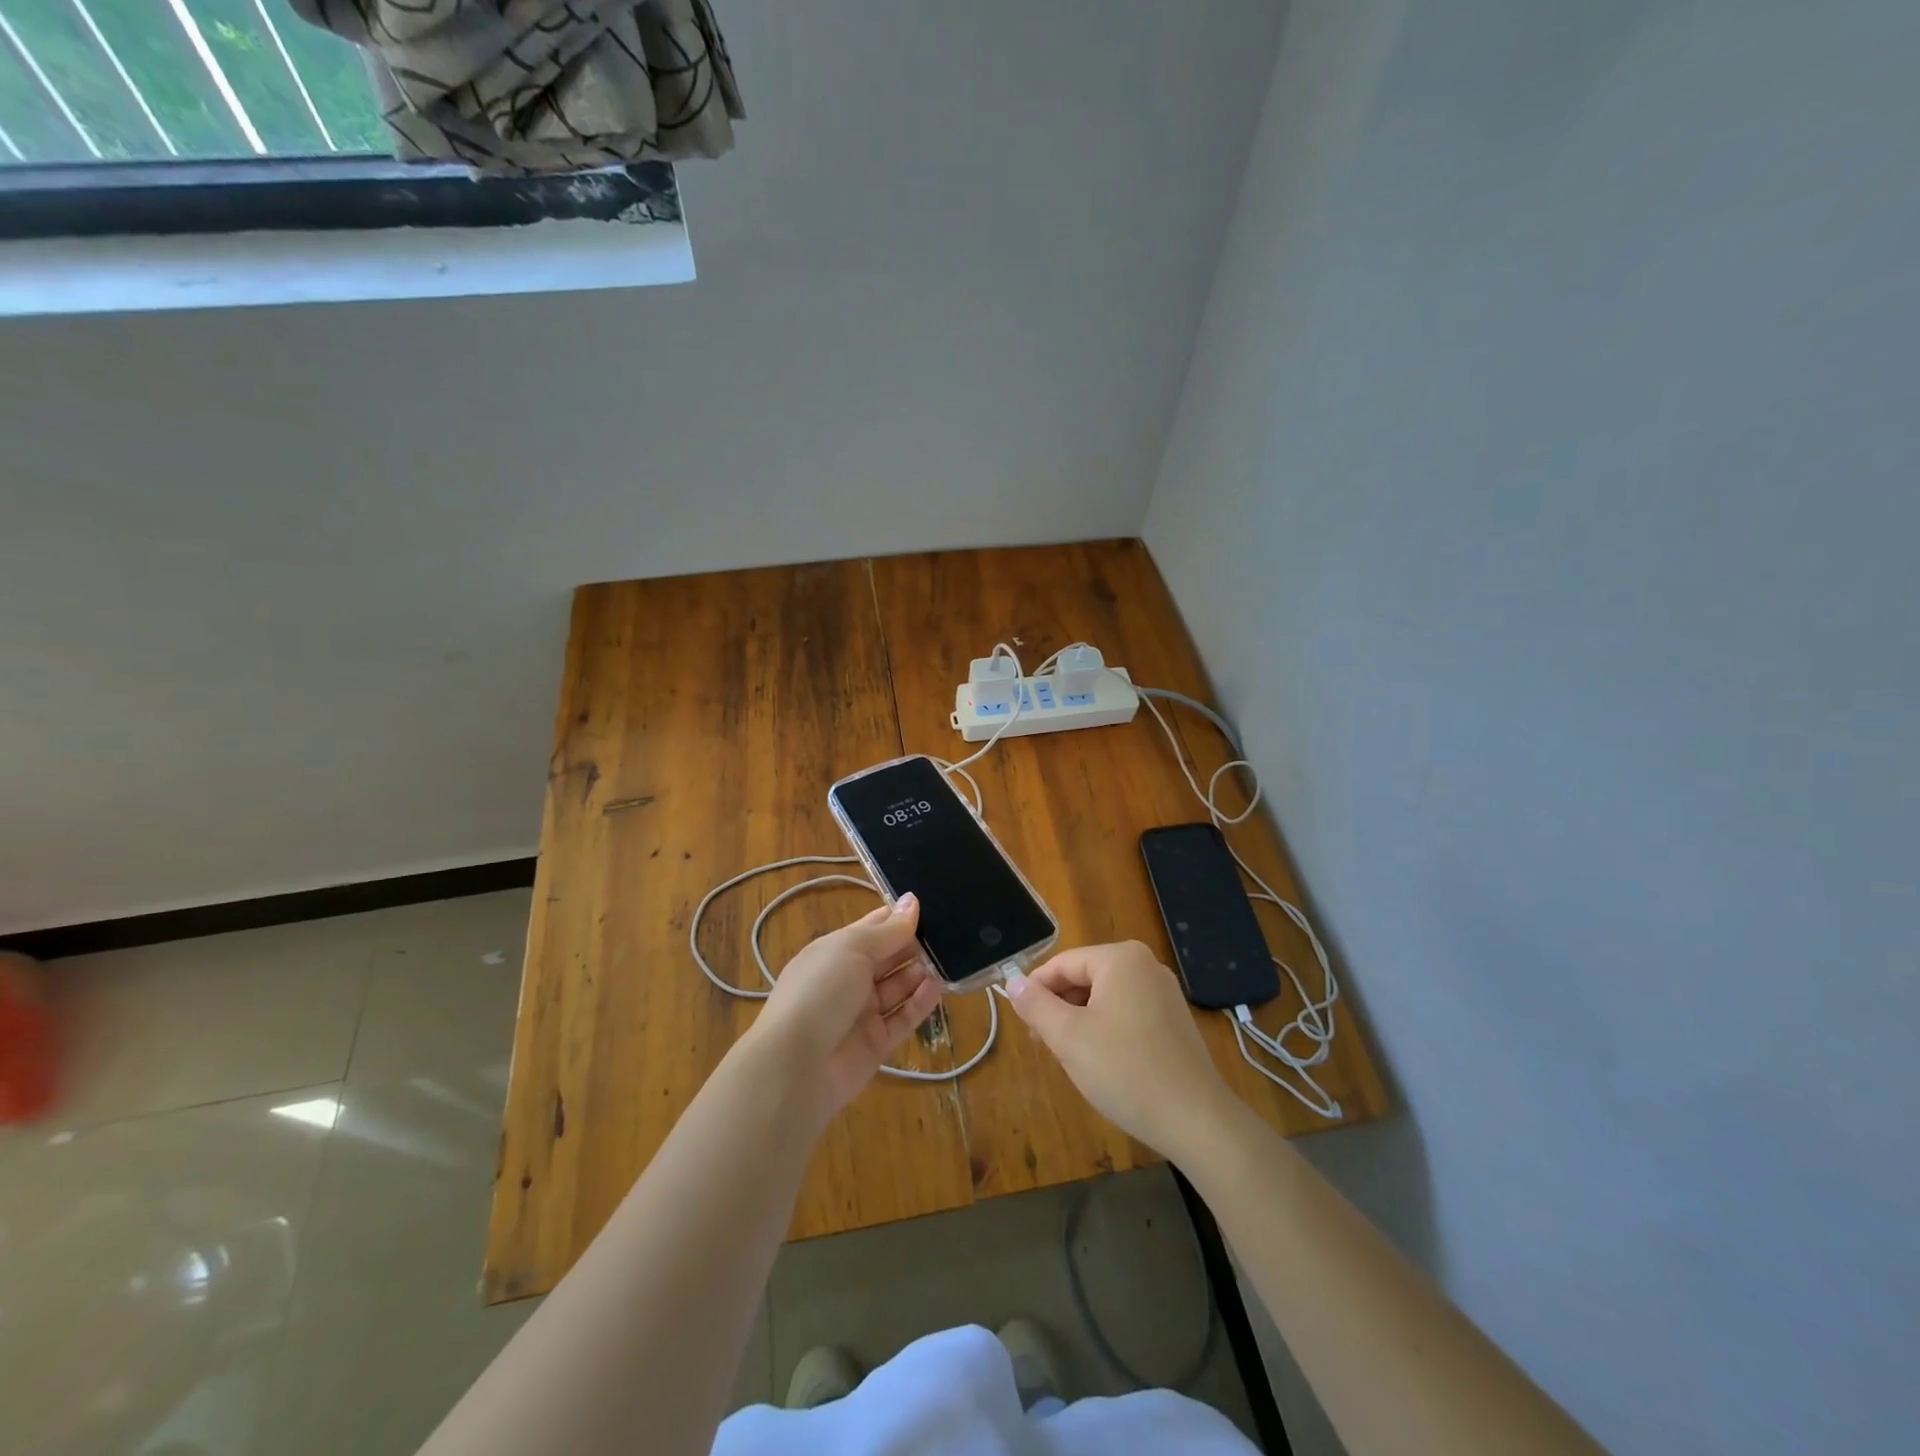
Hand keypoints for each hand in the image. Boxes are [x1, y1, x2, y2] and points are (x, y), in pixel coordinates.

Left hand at [747, 894, 943, 1118]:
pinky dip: (921, 1003)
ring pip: (899, 987)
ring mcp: (862, 1013)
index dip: (899, 917)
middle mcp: (849, 979)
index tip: (933, 906)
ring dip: (920, 973)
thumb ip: (888, 930)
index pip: (873, 928)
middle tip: (951, 933)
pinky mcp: (876, 1044)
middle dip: (915, 945)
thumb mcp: (852, 949)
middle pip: (888, 957)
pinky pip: (903, 1018)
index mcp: (835, 951)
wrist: (795, 1066)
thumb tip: (913, 901)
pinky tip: (939, 988)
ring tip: (950, 959)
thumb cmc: (820, 991)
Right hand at [1006, 940, 1237, 1157]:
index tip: (1021, 1022)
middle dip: (1060, 1007)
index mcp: (1120, 958)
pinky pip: (1127, 1012)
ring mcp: (1164, 992)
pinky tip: (1102, 1062)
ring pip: (1104, 997)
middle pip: (1085, 977)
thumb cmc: (1125, 1070)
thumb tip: (1012, 981)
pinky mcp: (1174, 1019)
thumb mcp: (1068, 1037)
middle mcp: (1145, 965)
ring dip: (1080, 1021)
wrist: (1196, 1120)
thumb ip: (1035, 1005)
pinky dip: (1106, 1029)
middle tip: (1043, 1044)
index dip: (1035, 990)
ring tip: (1070, 1056)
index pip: (1063, 963)